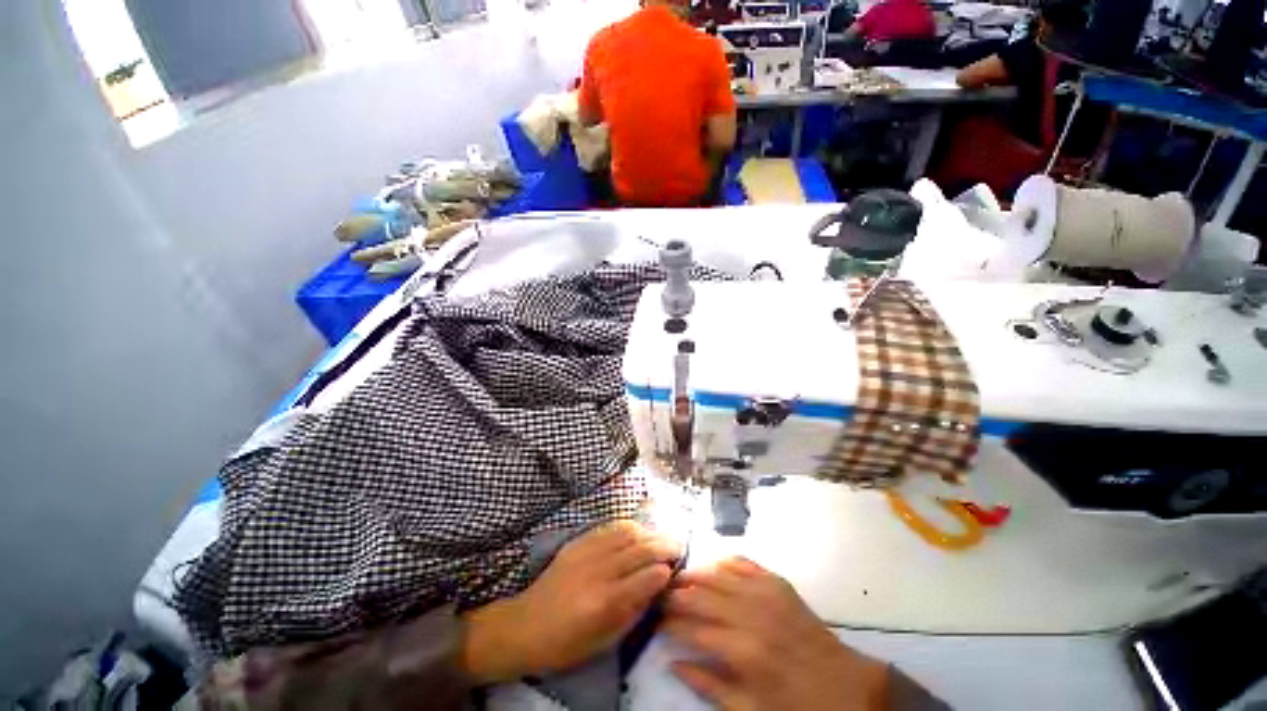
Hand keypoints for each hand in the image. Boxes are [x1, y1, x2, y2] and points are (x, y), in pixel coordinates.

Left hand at [461, 521, 679, 683]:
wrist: (525, 625)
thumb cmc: (566, 644)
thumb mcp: (605, 640)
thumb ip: (634, 611)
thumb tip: (657, 586)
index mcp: (605, 601)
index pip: (646, 577)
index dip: (665, 571)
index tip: (675, 570)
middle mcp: (599, 570)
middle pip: (640, 548)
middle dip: (664, 544)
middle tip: (679, 544)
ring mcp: (587, 551)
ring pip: (627, 531)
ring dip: (648, 531)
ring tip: (659, 536)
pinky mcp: (578, 541)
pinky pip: (609, 527)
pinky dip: (627, 527)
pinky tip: (636, 531)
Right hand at [665, 557, 888, 710]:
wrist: (847, 688)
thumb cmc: (796, 706)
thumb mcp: (751, 710)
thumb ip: (708, 686)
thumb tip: (673, 663)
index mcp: (743, 651)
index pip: (694, 629)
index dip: (671, 623)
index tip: (656, 620)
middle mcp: (751, 614)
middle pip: (703, 596)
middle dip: (678, 593)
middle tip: (660, 592)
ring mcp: (766, 594)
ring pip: (720, 576)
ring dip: (697, 574)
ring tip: (679, 576)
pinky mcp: (779, 584)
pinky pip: (746, 564)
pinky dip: (727, 563)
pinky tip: (715, 564)